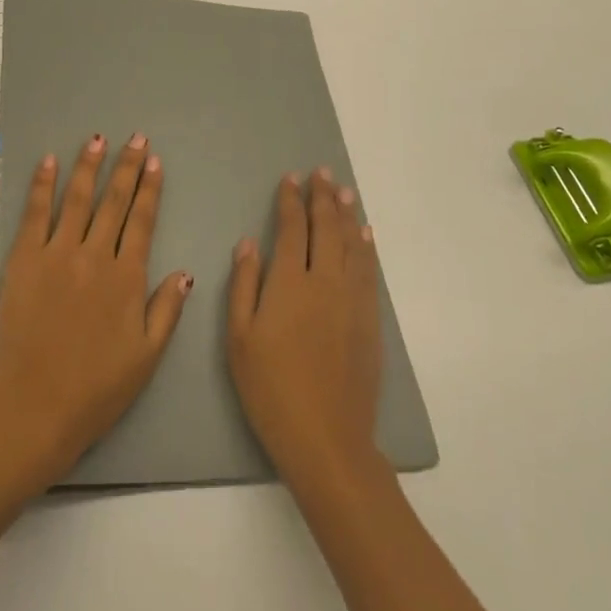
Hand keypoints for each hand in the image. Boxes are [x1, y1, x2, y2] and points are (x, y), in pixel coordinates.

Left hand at [0, 134, 192, 487]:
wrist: (34, 409)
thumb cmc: (95, 390)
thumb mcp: (146, 358)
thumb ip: (167, 311)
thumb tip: (185, 272)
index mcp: (126, 278)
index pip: (142, 221)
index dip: (149, 189)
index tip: (155, 161)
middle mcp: (94, 256)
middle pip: (114, 202)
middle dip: (126, 167)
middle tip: (136, 138)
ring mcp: (56, 255)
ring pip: (77, 199)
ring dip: (88, 166)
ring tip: (98, 139)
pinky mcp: (24, 261)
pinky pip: (35, 214)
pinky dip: (42, 185)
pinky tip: (48, 162)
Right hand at [227, 169, 383, 481]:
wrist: (326, 437)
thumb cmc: (270, 389)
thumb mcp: (240, 338)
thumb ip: (244, 284)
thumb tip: (250, 242)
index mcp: (290, 283)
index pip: (293, 229)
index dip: (291, 201)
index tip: (290, 179)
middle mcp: (325, 281)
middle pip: (327, 228)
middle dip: (323, 197)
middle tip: (322, 173)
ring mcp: (353, 300)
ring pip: (352, 245)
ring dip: (348, 215)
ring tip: (345, 191)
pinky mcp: (369, 321)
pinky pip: (370, 272)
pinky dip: (367, 248)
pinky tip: (366, 236)